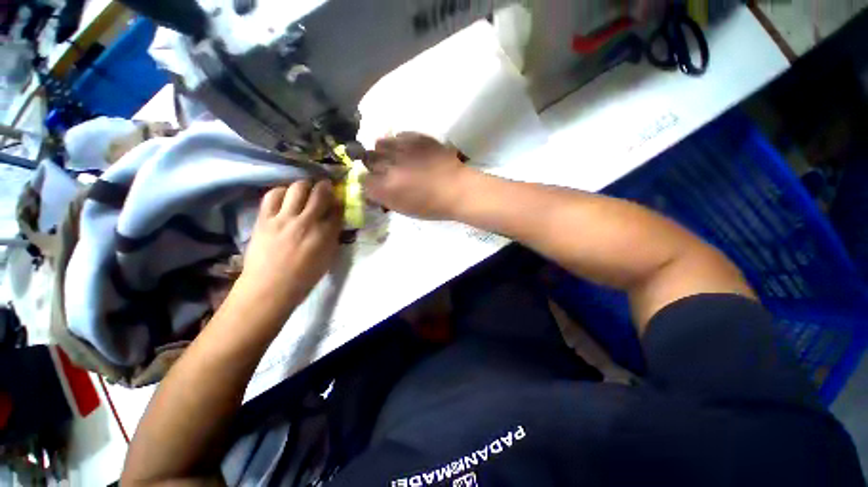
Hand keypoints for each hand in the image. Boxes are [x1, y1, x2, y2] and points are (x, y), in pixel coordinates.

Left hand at [236, 180, 342, 311]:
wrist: (270, 287)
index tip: (338, 199)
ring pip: (297, 188)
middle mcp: (307, 221)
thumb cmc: (304, 277)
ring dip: (304, 186)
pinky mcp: (265, 219)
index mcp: (326, 234)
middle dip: (325, 186)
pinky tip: (284, 196)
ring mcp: (284, 218)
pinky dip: (281, 192)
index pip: (337, 209)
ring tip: (304, 189)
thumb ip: (333, 236)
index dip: (339, 201)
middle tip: (324, 186)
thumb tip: (333, 221)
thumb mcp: (328, 257)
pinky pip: (273, 196)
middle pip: (319, 193)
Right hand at [363, 132, 471, 219]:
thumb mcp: (405, 210)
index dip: (370, 183)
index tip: (377, 184)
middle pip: (368, 159)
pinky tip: (408, 151)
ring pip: (380, 143)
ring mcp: (403, 149)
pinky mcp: (416, 138)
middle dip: (374, 165)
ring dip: (384, 151)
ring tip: (395, 157)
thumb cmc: (433, 206)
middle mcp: (390, 166)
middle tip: (386, 170)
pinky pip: (398, 135)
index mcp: (387, 188)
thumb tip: (373, 190)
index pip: (364, 181)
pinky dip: (399, 143)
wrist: (458, 189)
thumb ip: (385, 199)